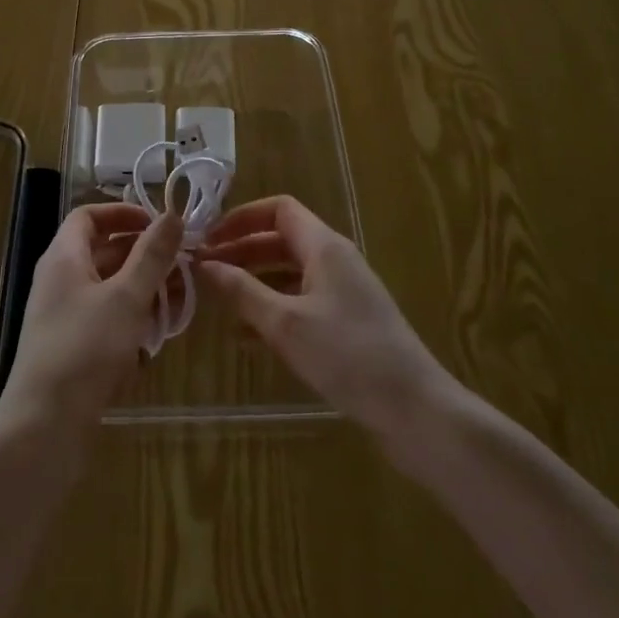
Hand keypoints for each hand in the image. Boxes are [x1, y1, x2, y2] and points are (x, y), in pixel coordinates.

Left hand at [0, 204, 183, 444]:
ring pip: (110, 288)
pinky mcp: (73, 348)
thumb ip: (152, 255)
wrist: (44, 427)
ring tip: (180, 301)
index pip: (89, 216)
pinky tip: (157, 338)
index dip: (123, 213)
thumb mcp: (126, 297)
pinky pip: (107, 320)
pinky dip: (132, 321)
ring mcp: (65, 316)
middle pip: (104, 251)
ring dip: (144, 290)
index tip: (160, 225)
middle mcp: (60, 280)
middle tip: (184, 264)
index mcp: (64, 257)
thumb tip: (172, 214)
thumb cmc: (85, 349)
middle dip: (145, 256)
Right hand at [198, 196, 453, 445]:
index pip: (279, 209)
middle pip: (281, 240)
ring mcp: (344, 292)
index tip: (208, 238)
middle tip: (204, 271)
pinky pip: (302, 301)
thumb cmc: (347, 355)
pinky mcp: (348, 322)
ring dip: (254, 281)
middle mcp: (335, 260)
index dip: (242, 218)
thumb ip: (242, 291)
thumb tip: (204, 264)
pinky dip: (273, 308)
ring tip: (218, 301)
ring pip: (289, 272)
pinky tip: (248, 337)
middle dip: (242, 251)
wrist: (414, 408)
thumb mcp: (285, 323)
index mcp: (324, 246)